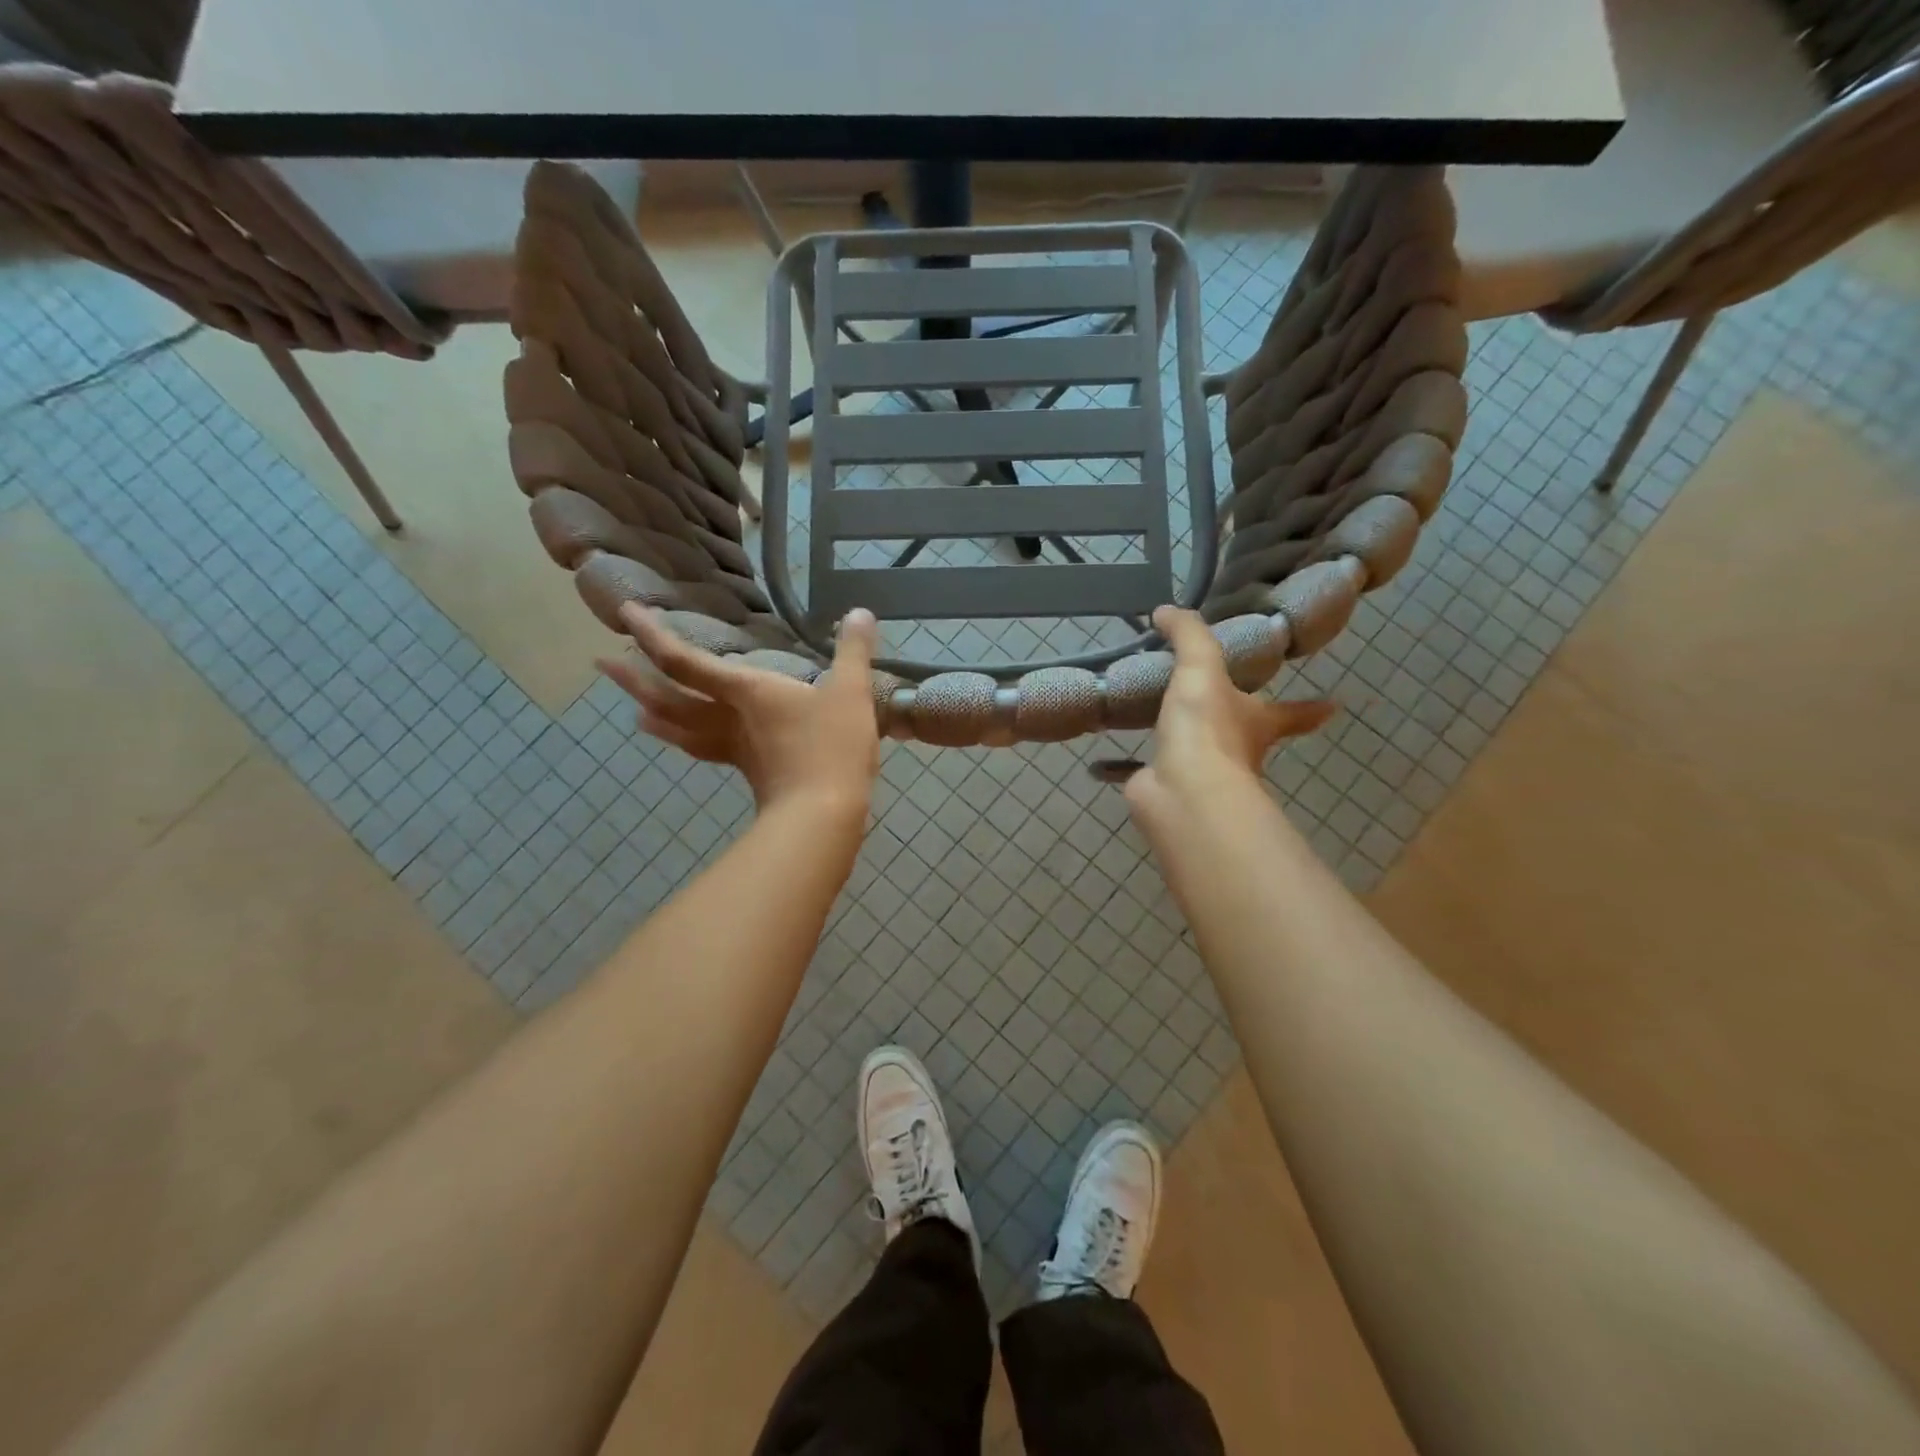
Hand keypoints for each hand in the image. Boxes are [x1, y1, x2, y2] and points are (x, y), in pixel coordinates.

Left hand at [597, 604, 880, 817]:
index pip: (685, 661)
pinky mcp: (748, 771)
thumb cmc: (832, 747)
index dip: (653, 636)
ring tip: (634, 709)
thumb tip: (862, 612)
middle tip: (602, 662)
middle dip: (634, 679)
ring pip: (682, 729)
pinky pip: (705, 750)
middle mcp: (729, 718)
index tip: (625, 614)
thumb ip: (854, 651)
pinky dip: (686, 741)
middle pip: (668, 698)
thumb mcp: (851, 692)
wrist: (824, 813)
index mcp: (745, 692)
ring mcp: (735, 749)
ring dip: (653, 714)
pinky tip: (690, 742)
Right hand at [1125, 605, 1333, 825]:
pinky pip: (1154, 768)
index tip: (1333, 707)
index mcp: (1258, 722)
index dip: (1310, 708)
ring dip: (1186, 738)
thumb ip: (1189, 635)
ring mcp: (1204, 773)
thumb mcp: (1201, 668)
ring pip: (1200, 752)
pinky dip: (1140, 762)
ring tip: (1161, 717)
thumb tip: (1166, 610)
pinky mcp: (1168, 787)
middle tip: (1215, 700)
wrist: (1181, 790)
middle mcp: (1238, 750)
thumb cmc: (1207, 728)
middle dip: (1237, 721)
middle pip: (1245, 733)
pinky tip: (1119, 752)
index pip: (1292, 713)